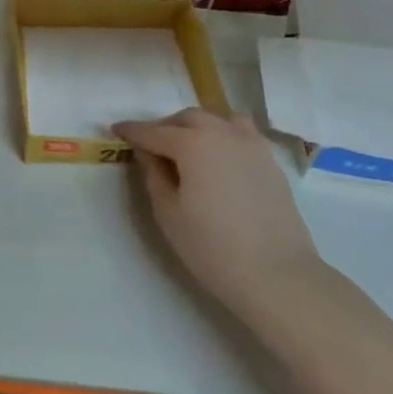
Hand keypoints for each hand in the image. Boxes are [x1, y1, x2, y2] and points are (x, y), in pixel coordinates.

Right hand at [113, 109, 319, 310]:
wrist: (276, 274)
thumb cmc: (212, 247)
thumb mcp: (168, 213)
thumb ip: (153, 175)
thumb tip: (147, 153)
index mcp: (194, 144)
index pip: (154, 131)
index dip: (132, 130)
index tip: (116, 129)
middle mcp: (224, 134)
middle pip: (188, 119)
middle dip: (165, 127)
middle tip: (149, 146)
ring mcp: (252, 145)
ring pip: (218, 120)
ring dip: (196, 127)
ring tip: (186, 148)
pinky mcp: (270, 161)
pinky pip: (241, 134)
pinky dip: (222, 136)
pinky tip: (217, 158)